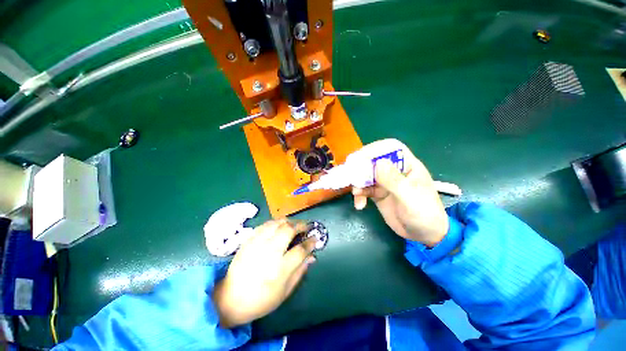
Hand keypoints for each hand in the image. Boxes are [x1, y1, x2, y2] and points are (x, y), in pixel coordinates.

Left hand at [212, 219, 315, 327]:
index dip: (310, 242)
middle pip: (289, 230)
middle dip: (301, 225)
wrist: (230, 299)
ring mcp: (257, 244)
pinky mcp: (249, 240)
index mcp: (280, 269)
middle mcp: (269, 252)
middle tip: (306, 227)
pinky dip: (275, 222)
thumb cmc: (261, 300)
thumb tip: (312, 256)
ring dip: (289, 221)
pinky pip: (265, 225)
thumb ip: (300, 272)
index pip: (300, 250)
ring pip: (277, 223)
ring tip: (294, 224)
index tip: (315, 238)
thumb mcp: (285, 292)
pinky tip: (279, 226)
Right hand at [352, 140, 448, 246]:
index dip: (375, 149)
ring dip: (358, 183)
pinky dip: (359, 195)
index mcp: (407, 165)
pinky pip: (364, 190)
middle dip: (361, 168)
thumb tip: (378, 163)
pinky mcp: (377, 194)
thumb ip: (394, 181)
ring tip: (356, 194)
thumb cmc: (424, 214)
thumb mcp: (410, 197)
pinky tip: (359, 205)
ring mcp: (384, 182)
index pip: (390, 148)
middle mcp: (394, 171)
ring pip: (365, 176)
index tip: (361, 157)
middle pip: (373, 161)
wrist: (424, 235)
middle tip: (351, 176)